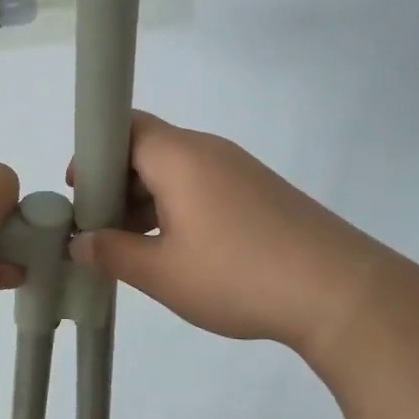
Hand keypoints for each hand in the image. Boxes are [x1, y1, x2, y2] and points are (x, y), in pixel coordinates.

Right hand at [68, 113, 385, 358]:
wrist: (340, 293)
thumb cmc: (237, 274)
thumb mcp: (161, 272)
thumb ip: (112, 253)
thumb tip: (79, 243)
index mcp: (179, 156)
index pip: (123, 126)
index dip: (93, 154)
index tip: (81, 194)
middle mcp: (208, 151)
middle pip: (147, 148)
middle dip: (115, 183)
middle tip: (101, 228)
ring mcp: (239, 170)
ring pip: (175, 171)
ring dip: (146, 200)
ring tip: (134, 247)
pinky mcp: (259, 193)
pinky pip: (203, 187)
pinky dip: (178, 209)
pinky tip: (177, 251)